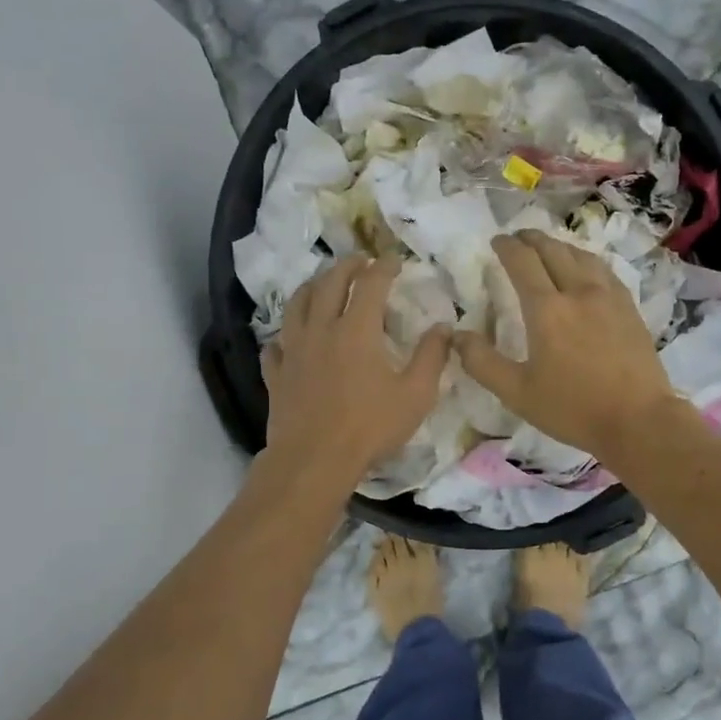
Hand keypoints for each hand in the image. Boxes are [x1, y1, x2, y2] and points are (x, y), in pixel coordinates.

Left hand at [261, 256, 451, 491]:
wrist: (314, 461)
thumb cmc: (370, 427)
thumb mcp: (416, 395)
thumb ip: (432, 357)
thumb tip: (444, 328)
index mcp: (357, 330)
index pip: (371, 283)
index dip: (384, 266)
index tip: (394, 259)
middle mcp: (321, 329)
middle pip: (329, 283)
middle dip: (346, 265)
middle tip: (360, 260)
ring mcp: (293, 350)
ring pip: (297, 304)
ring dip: (312, 286)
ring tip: (323, 283)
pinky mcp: (276, 373)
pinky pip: (276, 343)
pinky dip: (286, 333)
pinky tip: (290, 338)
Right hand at [455, 231, 679, 460]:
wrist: (639, 420)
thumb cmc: (573, 408)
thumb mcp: (517, 393)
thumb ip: (482, 363)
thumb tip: (456, 336)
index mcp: (547, 309)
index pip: (522, 262)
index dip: (507, 247)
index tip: (496, 241)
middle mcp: (578, 292)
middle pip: (553, 250)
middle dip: (532, 239)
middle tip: (518, 237)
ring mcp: (609, 297)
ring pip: (582, 256)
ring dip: (560, 245)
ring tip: (549, 247)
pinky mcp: (630, 308)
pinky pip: (604, 270)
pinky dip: (586, 260)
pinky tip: (587, 270)